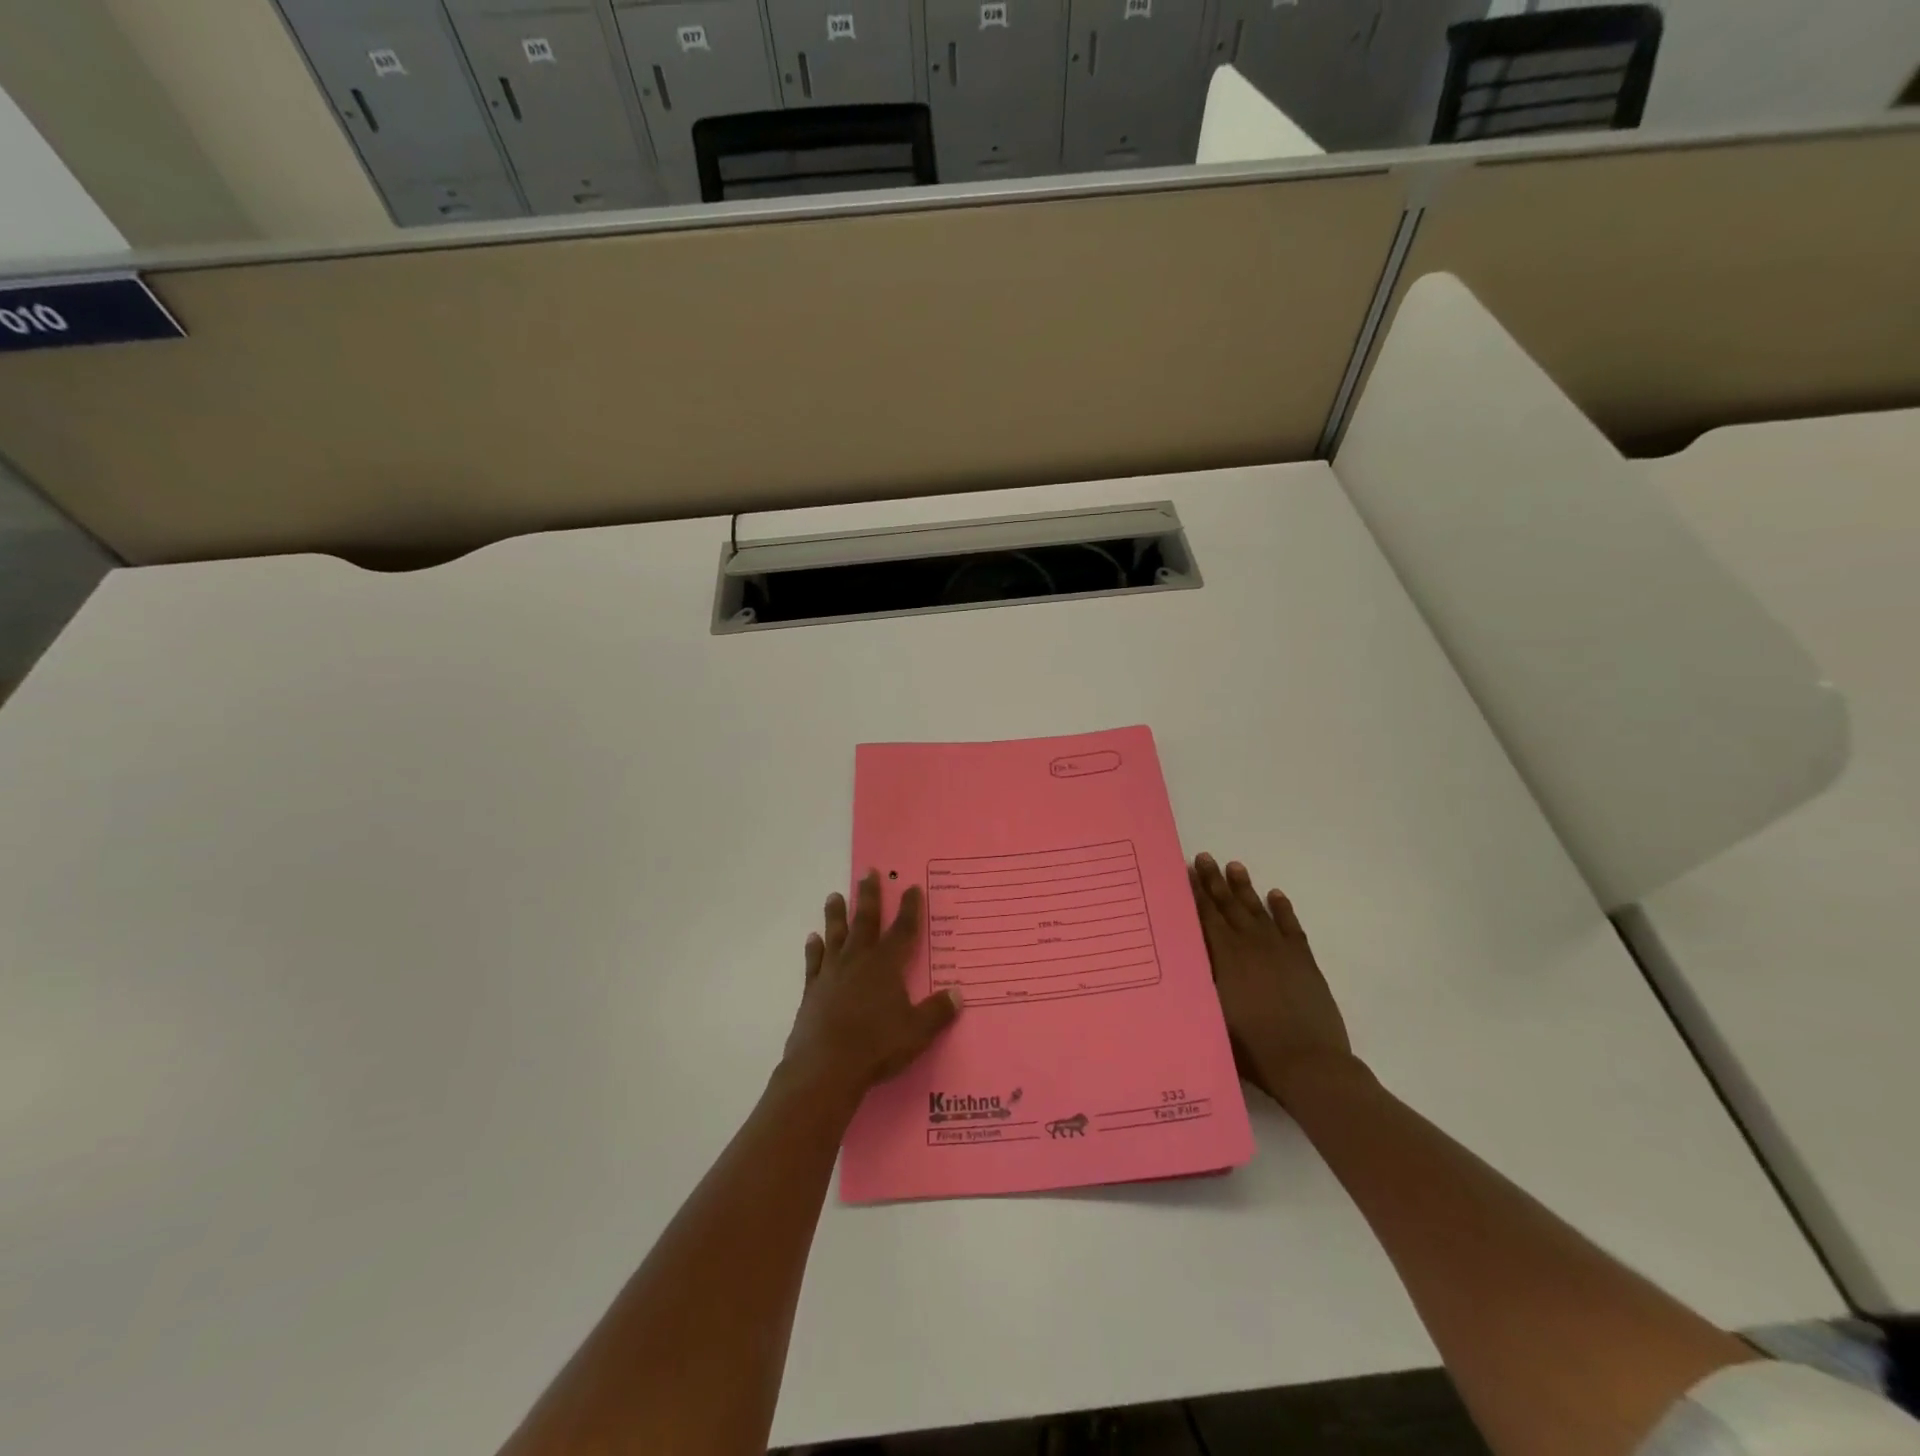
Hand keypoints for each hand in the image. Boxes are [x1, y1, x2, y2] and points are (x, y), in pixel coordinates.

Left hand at [782, 870, 961, 1103]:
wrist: (825, 1067)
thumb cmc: (877, 1046)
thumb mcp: (917, 1031)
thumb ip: (937, 1011)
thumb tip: (958, 994)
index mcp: (887, 965)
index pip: (903, 930)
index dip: (910, 908)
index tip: (911, 887)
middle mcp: (859, 960)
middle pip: (866, 921)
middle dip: (870, 896)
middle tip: (868, 872)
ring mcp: (832, 973)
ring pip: (836, 935)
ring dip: (837, 914)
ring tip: (835, 895)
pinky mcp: (812, 990)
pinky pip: (814, 961)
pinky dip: (814, 948)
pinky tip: (813, 938)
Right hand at [1191, 853, 1353, 1106]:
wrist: (1308, 1064)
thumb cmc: (1252, 1047)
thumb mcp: (1211, 1013)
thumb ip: (1199, 981)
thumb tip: (1181, 958)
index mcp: (1226, 956)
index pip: (1207, 916)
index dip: (1197, 893)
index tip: (1188, 871)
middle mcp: (1250, 945)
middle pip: (1229, 906)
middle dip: (1215, 881)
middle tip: (1205, 857)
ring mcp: (1280, 951)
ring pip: (1257, 910)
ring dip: (1245, 888)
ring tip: (1235, 866)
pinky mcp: (1304, 961)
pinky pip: (1290, 926)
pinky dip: (1282, 909)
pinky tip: (1276, 895)